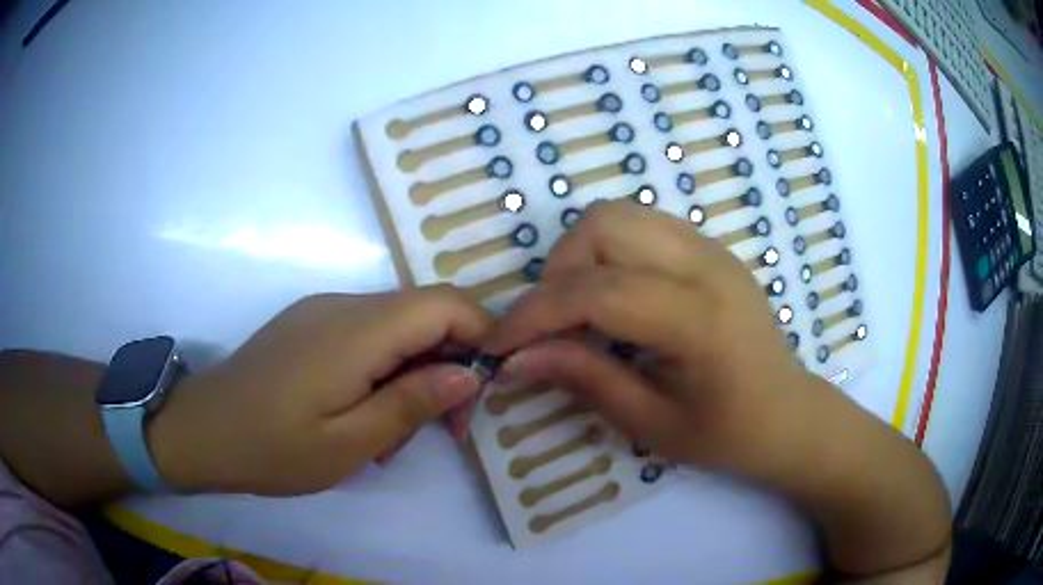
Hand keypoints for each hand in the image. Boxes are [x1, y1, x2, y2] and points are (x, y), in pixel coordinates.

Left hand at [148, 286, 492, 495]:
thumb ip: (411, 403)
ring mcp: (324, 311)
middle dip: (449, 366)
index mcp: (358, 330)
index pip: (447, 303)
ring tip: (391, 435)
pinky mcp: (309, 325)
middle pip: (427, 314)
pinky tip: (363, 414)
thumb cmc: (272, 447)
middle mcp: (345, 305)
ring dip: (414, 374)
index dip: (481, 337)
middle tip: (442, 430)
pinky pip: (367, 336)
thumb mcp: (349, 444)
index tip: (479, 394)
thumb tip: (468, 374)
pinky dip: (384, 371)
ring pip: (399, 328)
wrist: (201, 431)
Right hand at [483, 201, 827, 480]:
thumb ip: (584, 379)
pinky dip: (611, 251)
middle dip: (559, 269)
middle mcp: (707, 266)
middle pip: (605, 224)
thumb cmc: (727, 434)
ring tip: (582, 309)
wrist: (788, 413)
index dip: (536, 313)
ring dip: (582, 255)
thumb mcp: (651, 424)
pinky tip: (617, 297)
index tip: (501, 344)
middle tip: (555, 324)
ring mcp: (712, 248)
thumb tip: (518, 358)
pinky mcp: (711, 248)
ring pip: (621, 214)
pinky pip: (643, 226)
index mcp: (699, 320)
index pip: (597, 291)